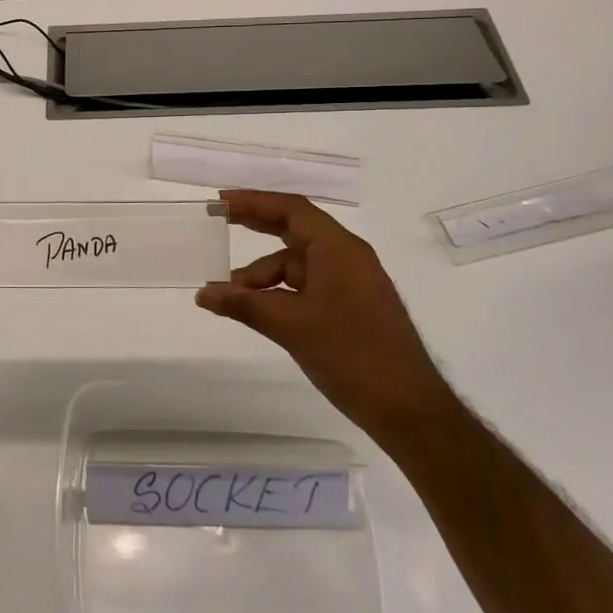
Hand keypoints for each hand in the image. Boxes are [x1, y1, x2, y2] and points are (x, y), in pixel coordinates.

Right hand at [196, 191, 451, 446]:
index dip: (254, 202)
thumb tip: (203, 293)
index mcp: (339, 249)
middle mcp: (346, 257)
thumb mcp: (291, 326)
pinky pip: (305, 287)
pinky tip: (256, 311)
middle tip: (218, 223)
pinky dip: (278, 293)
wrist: (409, 410)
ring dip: (261, 276)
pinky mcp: (349, 307)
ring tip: (229, 297)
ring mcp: (350, 283)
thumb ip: (244, 304)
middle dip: (256, 225)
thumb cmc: (352, 355)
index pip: (292, 209)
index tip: (221, 203)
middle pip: (294, 228)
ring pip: (295, 265)